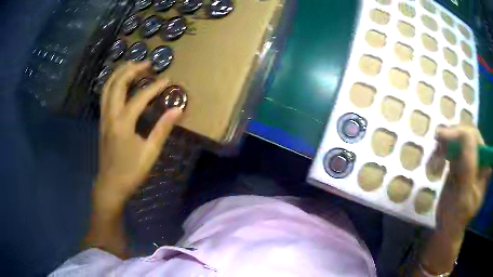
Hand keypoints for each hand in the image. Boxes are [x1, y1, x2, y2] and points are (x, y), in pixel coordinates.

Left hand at [96, 61, 181, 206]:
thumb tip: (178, 110)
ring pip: (107, 87)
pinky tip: (120, 82)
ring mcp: (103, 117)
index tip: (167, 79)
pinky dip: (112, 83)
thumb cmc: (131, 171)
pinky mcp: (101, 121)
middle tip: (147, 63)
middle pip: (117, 84)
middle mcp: (110, 115)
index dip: (155, 87)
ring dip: (119, 73)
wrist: (110, 185)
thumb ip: (163, 129)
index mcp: (123, 123)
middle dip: (132, 69)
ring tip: (132, 65)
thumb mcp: (150, 153)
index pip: (140, 97)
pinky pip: (104, 95)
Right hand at [436, 126, 491, 237]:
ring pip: (458, 138)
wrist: (448, 226)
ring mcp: (469, 158)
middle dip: (452, 137)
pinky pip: (452, 147)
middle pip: (466, 134)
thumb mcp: (464, 196)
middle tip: (437, 144)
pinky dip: (442, 150)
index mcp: (484, 165)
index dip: (461, 134)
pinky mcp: (460, 160)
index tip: (444, 138)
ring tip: (435, 158)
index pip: (475, 138)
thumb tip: (464, 134)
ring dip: (445, 143)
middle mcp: (479, 157)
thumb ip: (468, 167)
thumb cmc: (456, 216)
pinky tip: (436, 162)